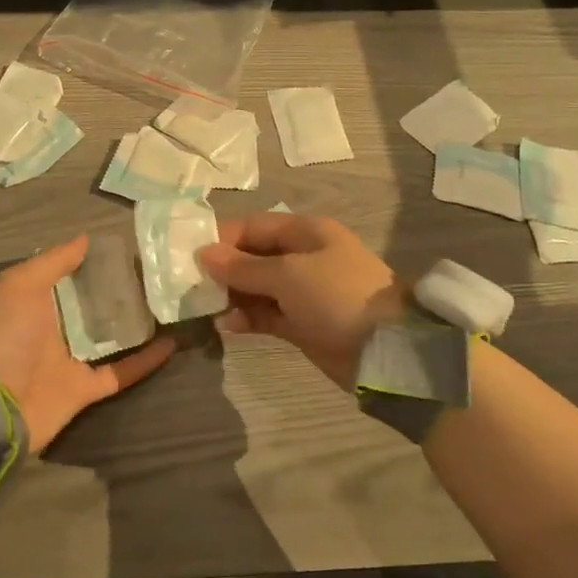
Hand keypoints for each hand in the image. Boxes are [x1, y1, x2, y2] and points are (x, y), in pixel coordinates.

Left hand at [0, 236, 174, 451]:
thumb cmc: (5, 335)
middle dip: (118, 288)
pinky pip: (122, 371)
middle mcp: (53, 328)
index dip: (91, 260)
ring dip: (136, 322)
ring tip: (166, 302)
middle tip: (153, 271)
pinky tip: (172, 343)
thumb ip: (53, 261)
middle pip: (92, 304)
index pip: (67, 275)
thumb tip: (85, 239)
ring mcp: (71, 360)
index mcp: (34, 301)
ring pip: (111, 336)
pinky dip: (146, 361)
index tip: (123, 247)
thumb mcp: (20, 284)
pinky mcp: (87, 388)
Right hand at [197, 213, 403, 389]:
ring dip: (232, 296)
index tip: (190, 256)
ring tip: (205, 310)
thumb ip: (243, 267)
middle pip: (253, 256)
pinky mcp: (303, 323)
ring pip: (257, 287)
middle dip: (223, 270)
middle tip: (191, 287)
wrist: (388, 350)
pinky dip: (247, 317)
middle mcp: (303, 256)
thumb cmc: (336, 296)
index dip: (222, 239)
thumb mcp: (288, 275)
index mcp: (304, 232)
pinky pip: (267, 314)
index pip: (253, 226)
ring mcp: (304, 291)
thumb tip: (204, 253)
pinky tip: (227, 326)